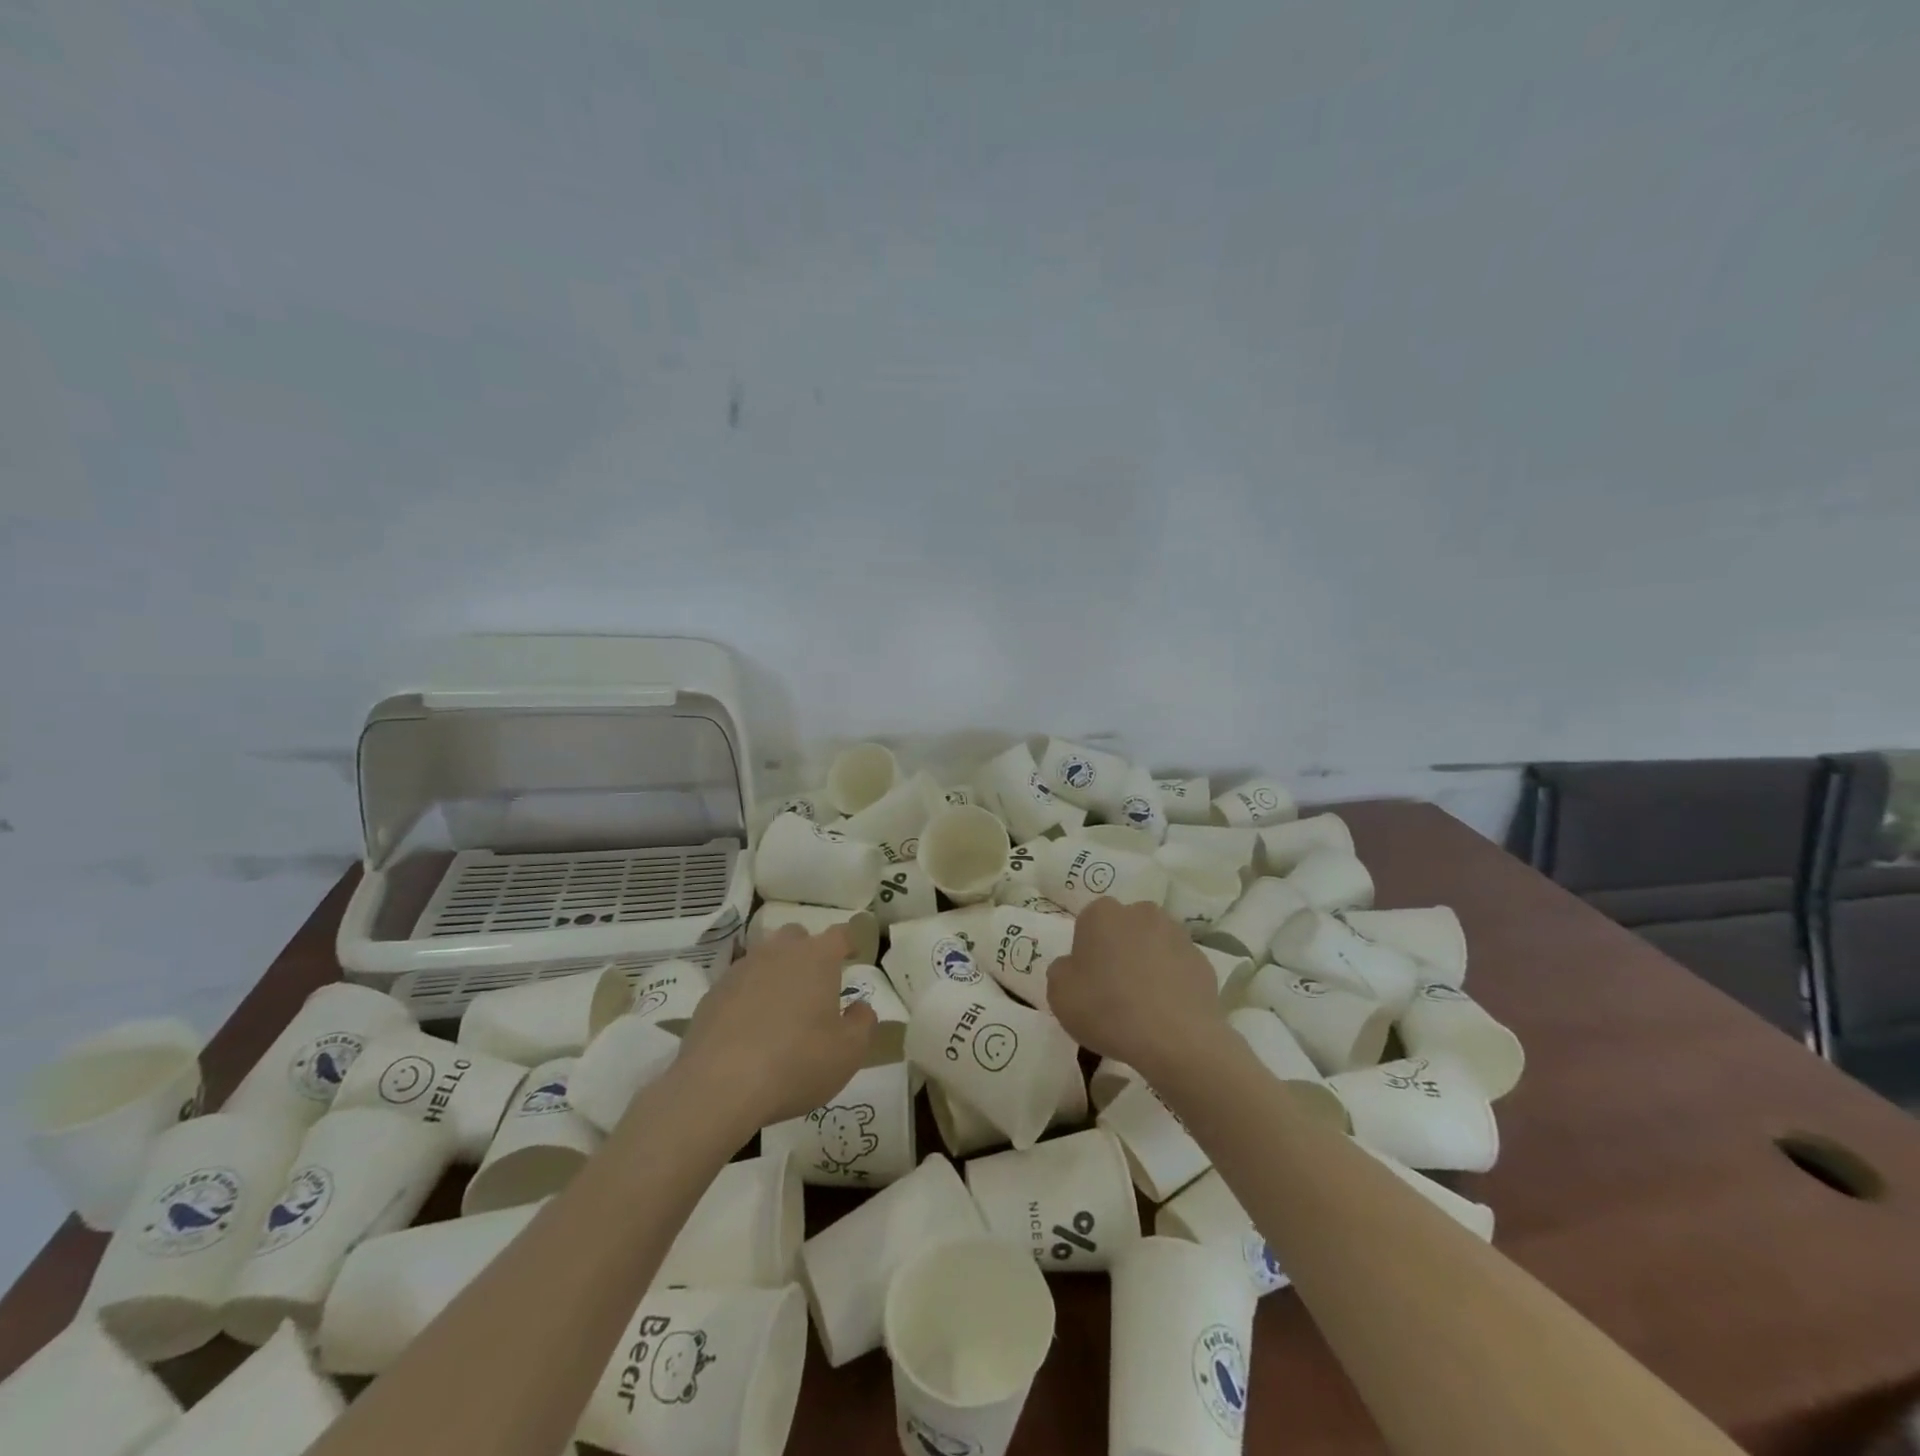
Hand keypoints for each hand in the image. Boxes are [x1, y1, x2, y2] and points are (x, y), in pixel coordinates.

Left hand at [672, 926, 877, 1131]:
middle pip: (796, 937)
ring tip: (781, 1009)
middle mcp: (778, 953)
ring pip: (764, 958)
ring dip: (776, 974)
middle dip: (808, 952)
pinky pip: (738, 986)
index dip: (849, 941)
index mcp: (816, 958)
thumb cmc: (796, 1063)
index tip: (853, 954)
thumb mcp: (848, 1052)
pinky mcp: (711, 995)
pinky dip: (748, 998)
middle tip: (815, 984)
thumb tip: (860, 1007)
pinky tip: (748, 1030)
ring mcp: (740, 971)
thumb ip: (862, 1023)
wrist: (718, 1087)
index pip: (840, 934)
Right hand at [1046, 898, 1227, 1083]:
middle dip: (1119, 950)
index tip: (1087, 980)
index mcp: (1102, 913)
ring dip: (1148, 964)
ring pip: (1154, 945)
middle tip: (1113, 989)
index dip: (1086, 951)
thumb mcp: (1059, 993)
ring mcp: (1177, 934)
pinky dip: (1172, 983)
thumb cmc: (1107, 1009)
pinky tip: (1166, 1013)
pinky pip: (1178, 968)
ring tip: (1143, 1005)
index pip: (1088, 923)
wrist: (1175, 1039)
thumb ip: (1062, 970)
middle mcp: (1141, 912)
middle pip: (1124, 929)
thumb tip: (1074, 966)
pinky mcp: (1203, 961)